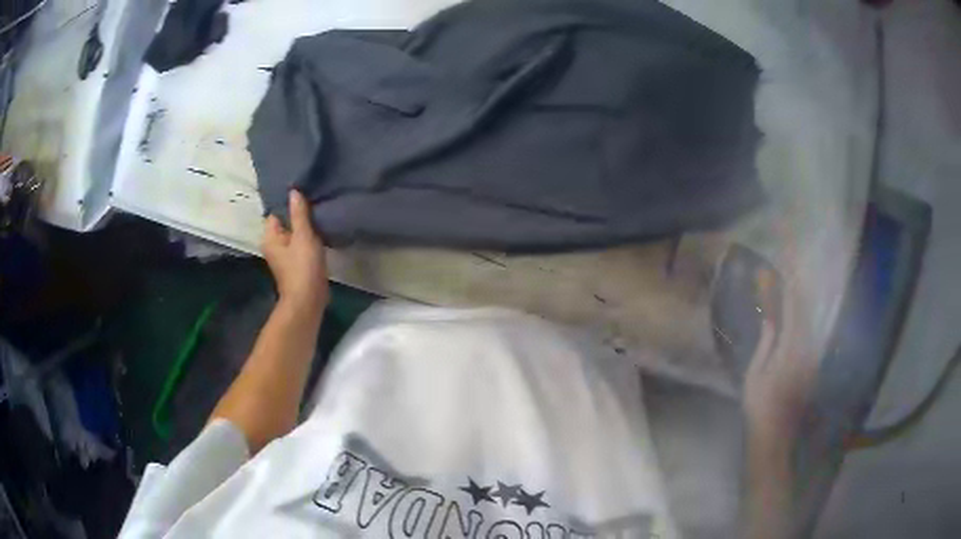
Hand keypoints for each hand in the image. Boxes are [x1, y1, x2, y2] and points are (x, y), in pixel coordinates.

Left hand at [262, 190, 328, 316]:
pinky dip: (309, 238)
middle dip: (299, 214)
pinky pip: (301, 243)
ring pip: (295, 233)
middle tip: (315, 202)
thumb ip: (299, 213)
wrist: (308, 300)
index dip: (289, 203)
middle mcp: (274, 245)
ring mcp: (285, 255)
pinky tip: (321, 231)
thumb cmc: (303, 267)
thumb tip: (294, 191)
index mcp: (270, 237)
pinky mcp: (297, 263)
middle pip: (286, 222)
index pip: (276, 212)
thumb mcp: (303, 236)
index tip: (305, 193)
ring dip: (306, 227)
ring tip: (320, 214)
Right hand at [743, 282, 818, 442]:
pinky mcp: (814, 365)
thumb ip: (766, 344)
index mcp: (790, 351)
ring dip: (801, 305)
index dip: (788, 290)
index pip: (793, 312)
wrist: (777, 435)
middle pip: (805, 314)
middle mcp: (807, 350)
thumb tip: (769, 318)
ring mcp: (813, 358)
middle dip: (796, 292)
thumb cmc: (760, 407)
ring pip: (810, 323)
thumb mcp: (755, 376)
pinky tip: (798, 315)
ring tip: (792, 288)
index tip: (781, 273)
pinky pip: (810, 335)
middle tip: (788, 274)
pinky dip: (804, 321)